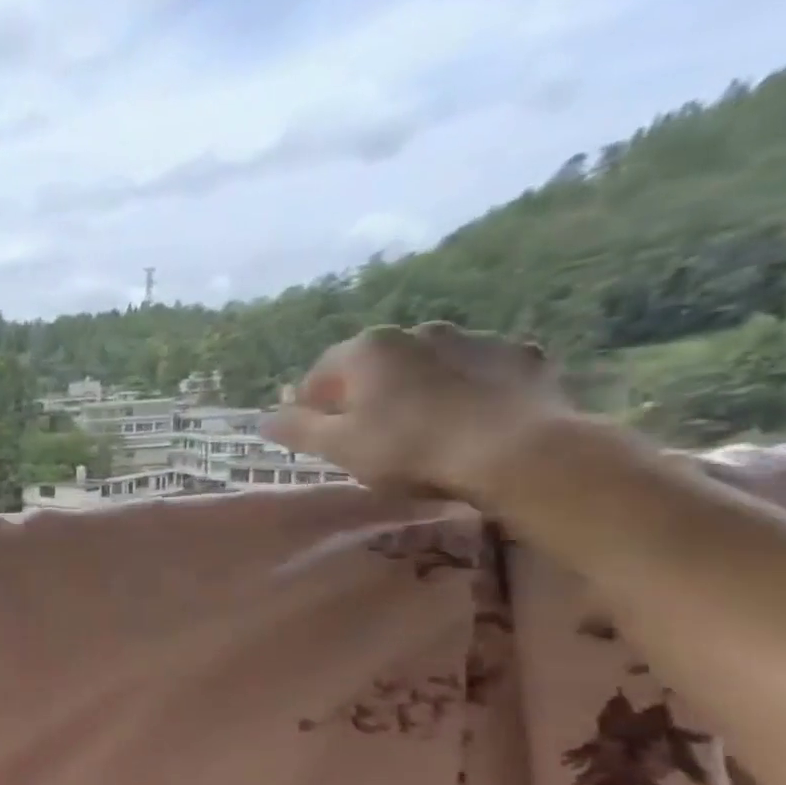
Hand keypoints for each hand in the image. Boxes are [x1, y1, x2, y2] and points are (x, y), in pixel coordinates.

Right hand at [261, 322, 570, 503]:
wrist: (519, 453)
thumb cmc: (410, 449)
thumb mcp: (337, 447)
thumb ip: (296, 429)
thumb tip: (264, 419)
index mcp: (367, 349)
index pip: (321, 374)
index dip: (312, 407)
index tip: (317, 437)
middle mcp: (417, 331)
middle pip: (375, 366)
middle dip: (366, 395)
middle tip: (369, 436)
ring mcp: (474, 339)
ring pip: (428, 365)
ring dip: (417, 390)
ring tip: (422, 430)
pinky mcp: (520, 356)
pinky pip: (478, 372)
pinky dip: (467, 390)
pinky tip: (470, 421)